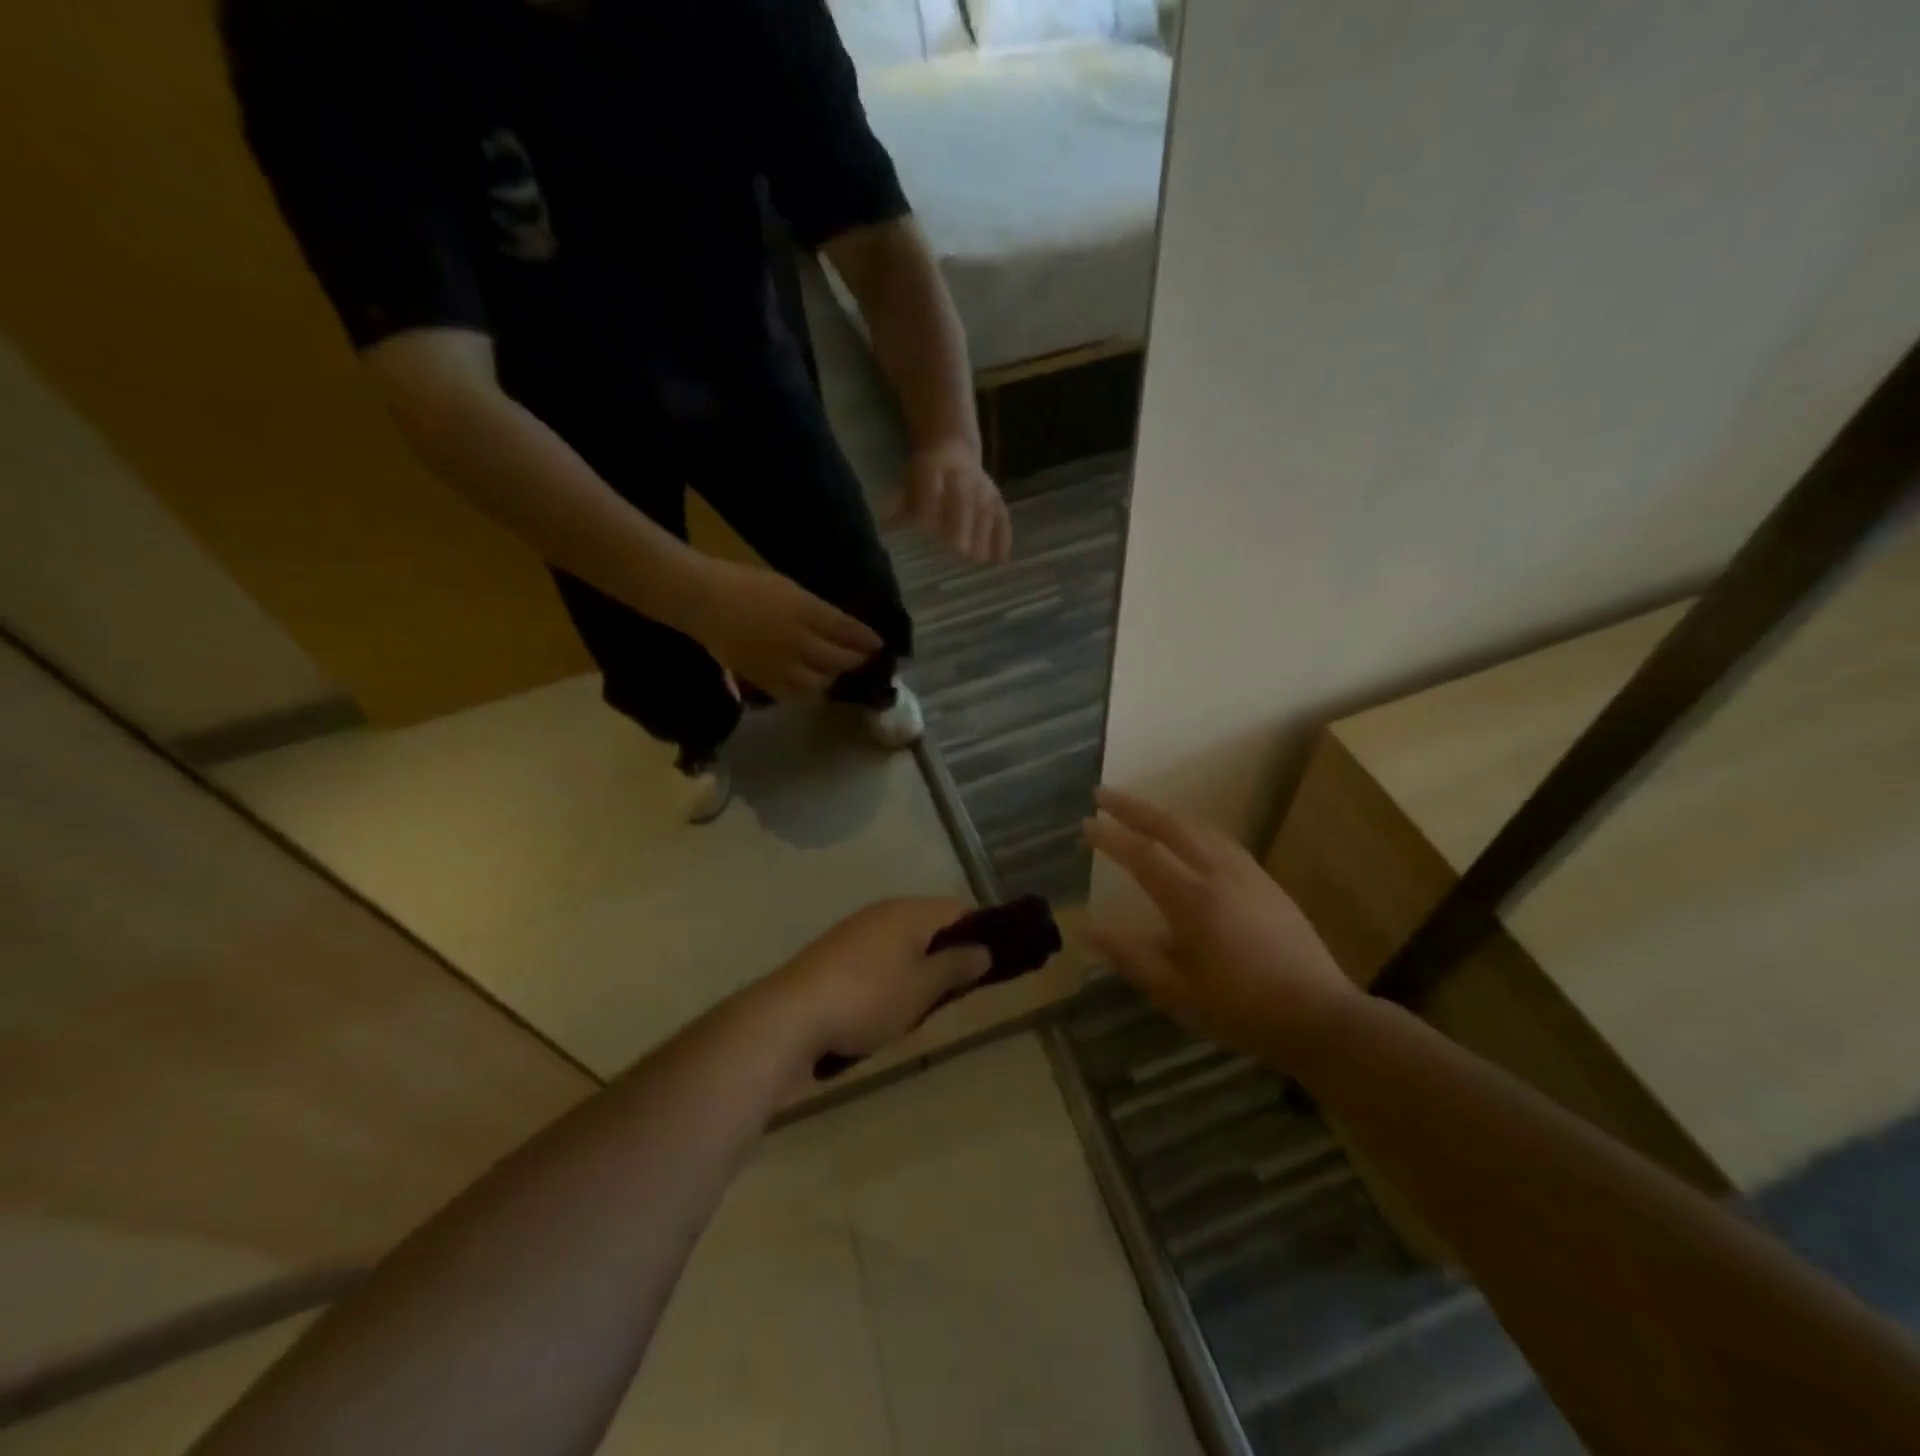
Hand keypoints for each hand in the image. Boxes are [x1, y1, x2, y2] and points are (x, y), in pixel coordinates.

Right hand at [682, 560, 882, 701]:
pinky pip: (794, 695)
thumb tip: (840, 628)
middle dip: (856, 661)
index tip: (878, 644)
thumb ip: (815, 610)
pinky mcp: (763, 680)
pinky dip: (809, 693)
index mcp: (805, 610)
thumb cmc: (744, 583)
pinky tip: (812, 687)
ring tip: (836, 674)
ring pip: (821, 683)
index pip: (847, 630)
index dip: (866, 640)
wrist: (702, 600)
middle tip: (863, 660)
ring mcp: (780, 663)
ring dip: (834, 678)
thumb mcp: (787, 587)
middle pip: (839, 659)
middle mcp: (798, 640)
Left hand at [760, 898, 992, 1062]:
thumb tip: (983, 950)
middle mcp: (883, 912)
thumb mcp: (923, 988)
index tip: (989, 965)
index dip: (979, 933)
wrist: (791, 1016)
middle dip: (946, 956)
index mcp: (909, 911)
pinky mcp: (833, 955)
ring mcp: (854, 932)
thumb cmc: (869, 998)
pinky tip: (884, 1010)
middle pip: (928, 926)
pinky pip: (876, 959)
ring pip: (901, 945)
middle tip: (956, 993)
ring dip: (916, 970)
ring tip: (921, 1007)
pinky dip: (889, 978)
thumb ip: (956, 966)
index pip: (957, 909)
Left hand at [890, 438, 1011, 564]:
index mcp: (932, 469)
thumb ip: (897, 507)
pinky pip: (1002, 518)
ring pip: (984, 511)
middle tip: (958, 551)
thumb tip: (883, 528)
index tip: (926, 530)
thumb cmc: (923, 477)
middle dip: (961, 524)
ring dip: (982, 535)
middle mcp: (961, 476)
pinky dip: (1003, 537)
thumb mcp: (906, 484)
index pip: (931, 487)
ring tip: (978, 561)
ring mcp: (982, 488)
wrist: (953, 448)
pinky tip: (1000, 560)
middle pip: (963, 500)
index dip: (929, 506)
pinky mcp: (996, 498)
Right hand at [1084, 788, 1357, 1061]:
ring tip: (1138, 809)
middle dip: (1133, 808)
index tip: (1085, 823)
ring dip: (1163, 813)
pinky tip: (1188, 835)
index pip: (1143, 855)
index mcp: (1194, 901)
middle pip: (1171, 826)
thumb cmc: (1241, 1010)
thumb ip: (1131, 956)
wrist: (1320, 1017)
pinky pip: (1221, 839)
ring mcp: (1248, 875)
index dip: (1111, 837)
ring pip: (1199, 828)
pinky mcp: (1266, 882)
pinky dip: (1192, 827)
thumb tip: (1088, 929)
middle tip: (1103, 794)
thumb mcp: (1176, 993)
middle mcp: (1220, 875)